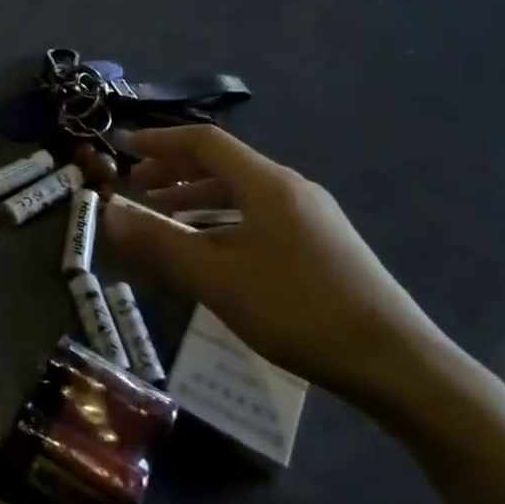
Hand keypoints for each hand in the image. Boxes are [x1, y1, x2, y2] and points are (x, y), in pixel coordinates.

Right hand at [99, 126, 456, 414]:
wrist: (396, 362)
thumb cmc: (298, 311)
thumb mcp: (217, 279)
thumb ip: (159, 243)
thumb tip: (107, 213)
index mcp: (267, 184)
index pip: (205, 142)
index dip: (160, 141)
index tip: (124, 148)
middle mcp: (291, 189)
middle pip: (224, 164)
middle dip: (175, 171)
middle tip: (137, 187)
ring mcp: (311, 217)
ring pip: (242, 192)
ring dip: (198, 197)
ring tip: (164, 216)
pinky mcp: (321, 245)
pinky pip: (259, 216)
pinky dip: (223, 220)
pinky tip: (212, 250)